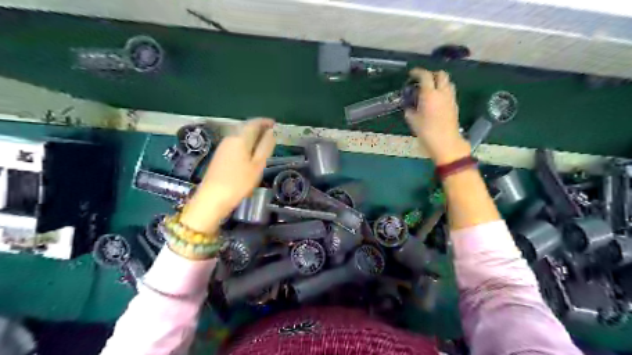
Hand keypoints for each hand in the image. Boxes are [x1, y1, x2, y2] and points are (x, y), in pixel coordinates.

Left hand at [179, 117, 274, 232]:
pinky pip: (235, 144)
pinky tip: (250, 153)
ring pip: (240, 136)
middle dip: (258, 128)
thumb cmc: (238, 182)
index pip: (253, 123)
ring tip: (263, 143)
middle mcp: (230, 139)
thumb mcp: (257, 165)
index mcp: (240, 139)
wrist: (212, 198)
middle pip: (245, 128)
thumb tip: (271, 132)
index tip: (274, 123)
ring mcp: (222, 148)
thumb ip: (265, 147)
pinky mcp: (219, 157)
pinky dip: (245, 144)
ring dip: (252, 136)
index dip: (264, 121)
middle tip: (271, 133)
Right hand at [405, 67, 468, 163]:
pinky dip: (443, 91)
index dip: (418, 72)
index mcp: (430, 94)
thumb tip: (409, 106)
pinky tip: (436, 100)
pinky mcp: (455, 105)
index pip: (425, 76)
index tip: (411, 74)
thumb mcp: (413, 121)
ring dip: (439, 82)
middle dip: (432, 74)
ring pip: (447, 82)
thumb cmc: (427, 132)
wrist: (446, 143)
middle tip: (423, 81)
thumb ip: (410, 110)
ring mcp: (451, 98)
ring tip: (430, 90)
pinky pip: (449, 92)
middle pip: (441, 74)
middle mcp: (442, 92)